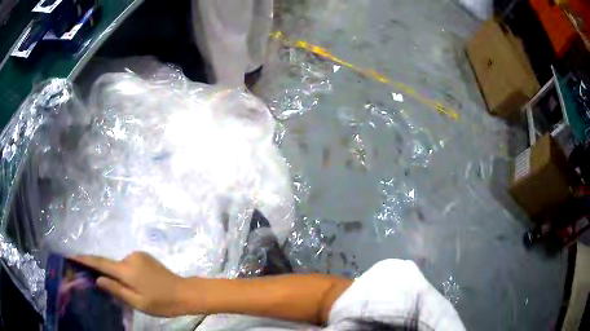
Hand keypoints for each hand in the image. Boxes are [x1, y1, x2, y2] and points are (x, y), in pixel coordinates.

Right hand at [73, 252, 195, 316]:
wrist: (186, 293)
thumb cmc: (162, 302)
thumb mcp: (137, 302)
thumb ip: (116, 289)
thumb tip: (98, 279)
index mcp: (126, 269)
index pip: (100, 262)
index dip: (85, 259)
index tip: (72, 256)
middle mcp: (130, 257)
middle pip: (111, 265)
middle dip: (105, 273)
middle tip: (103, 287)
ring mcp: (139, 255)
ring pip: (121, 266)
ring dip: (119, 276)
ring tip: (129, 292)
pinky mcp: (145, 257)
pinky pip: (129, 265)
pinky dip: (127, 273)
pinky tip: (136, 286)